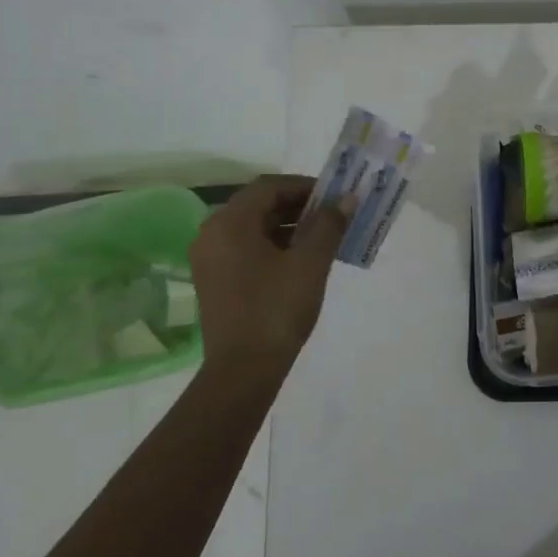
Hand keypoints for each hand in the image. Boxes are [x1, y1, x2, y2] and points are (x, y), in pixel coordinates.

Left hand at [188, 175, 349, 367]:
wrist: (244, 370)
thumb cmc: (277, 309)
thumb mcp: (310, 263)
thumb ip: (329, 225)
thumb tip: (347, 199)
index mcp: (229, 223)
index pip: (269, 187)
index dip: (305, 186)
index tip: (335, 197)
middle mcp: (212, 234)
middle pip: (258, 205)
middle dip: (299, 206)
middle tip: (334, 216)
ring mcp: (210, 259)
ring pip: (253, 228)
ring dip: (289, 226)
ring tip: (324, 238)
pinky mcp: (215, 280)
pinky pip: (247, 249)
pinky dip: (275, 246)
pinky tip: (302, 260)